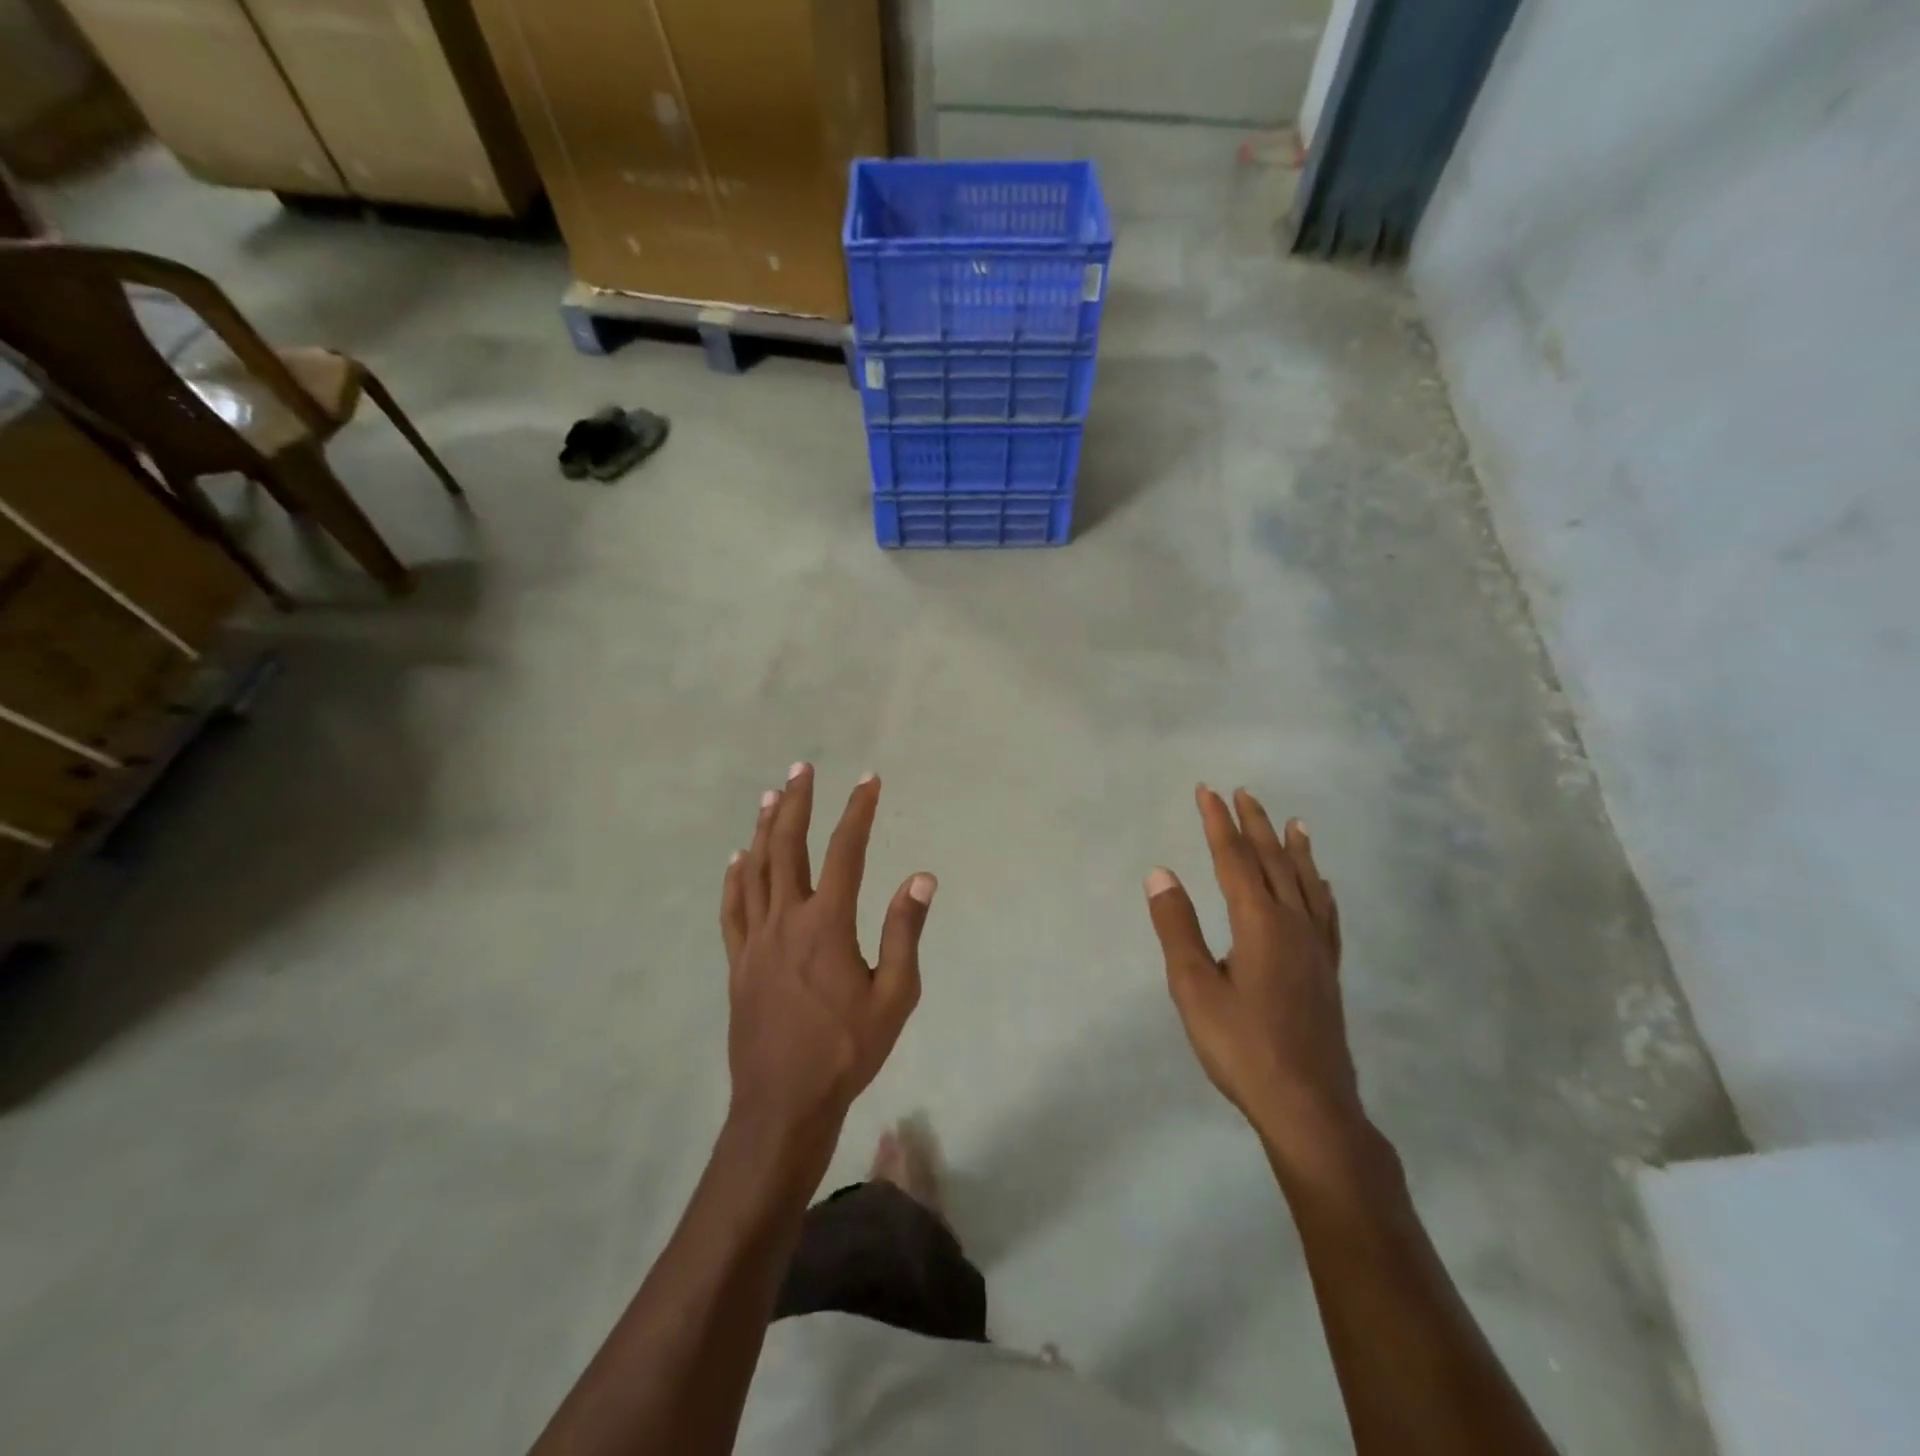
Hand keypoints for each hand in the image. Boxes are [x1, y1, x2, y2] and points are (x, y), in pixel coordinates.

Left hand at [719, 763, 935, 1181]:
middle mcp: (786, 919)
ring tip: (770, 795)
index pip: (846, 851)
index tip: (869, 781)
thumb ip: (905, 932)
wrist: (784, 1102)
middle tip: (802, 768)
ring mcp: (755, 940)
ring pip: (755, 869)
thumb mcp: (895, 995)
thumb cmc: (847, 1049)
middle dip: (796, 802)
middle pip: (787, 846)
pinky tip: (735, 859)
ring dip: (763, 828)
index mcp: (827, 924)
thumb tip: (921, 876)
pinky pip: (732, 908)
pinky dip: (734, 878)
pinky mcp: (737, 962)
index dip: (858, 811)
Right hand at [1145, 786, 1363, 1173]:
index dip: (1218, 823)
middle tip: (1243, 793)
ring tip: (1293, 823)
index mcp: (1258, 923)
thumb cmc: (1242, 1047)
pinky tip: (1323, 885)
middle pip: (1273, 862)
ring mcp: (1317, 947)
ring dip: (1294, 849)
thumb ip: (1177, 927)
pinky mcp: (1328, 970)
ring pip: (1306, 883)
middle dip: (1255, 825)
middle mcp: (1293, 924)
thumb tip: (1160, 873)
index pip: (1234, 859)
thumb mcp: (1194, 988)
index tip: (1207, 791)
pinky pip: (1327, 914)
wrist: (1309, 1107)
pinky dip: (1322, 889)